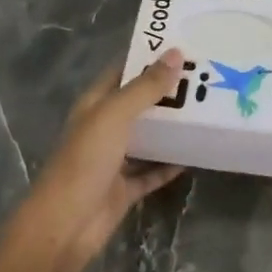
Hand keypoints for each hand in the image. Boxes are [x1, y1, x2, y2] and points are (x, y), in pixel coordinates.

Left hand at [18, 50, 186, 263]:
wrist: (65, 226)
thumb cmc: (85, 161)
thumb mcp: (115, 116)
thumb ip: (145, 87)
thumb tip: (175, 53)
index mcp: (95, 104)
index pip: (123, 71)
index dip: (147, 57)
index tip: (183, 45)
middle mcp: (104, 128)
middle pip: (138, 103)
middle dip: (166, 91)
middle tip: (205, 76)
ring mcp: (114, 160)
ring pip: (147, 136)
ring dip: (171, 127)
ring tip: (206, 109)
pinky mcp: (124, 189)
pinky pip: (152, 171)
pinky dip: (170, 164)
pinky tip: (195, 154)